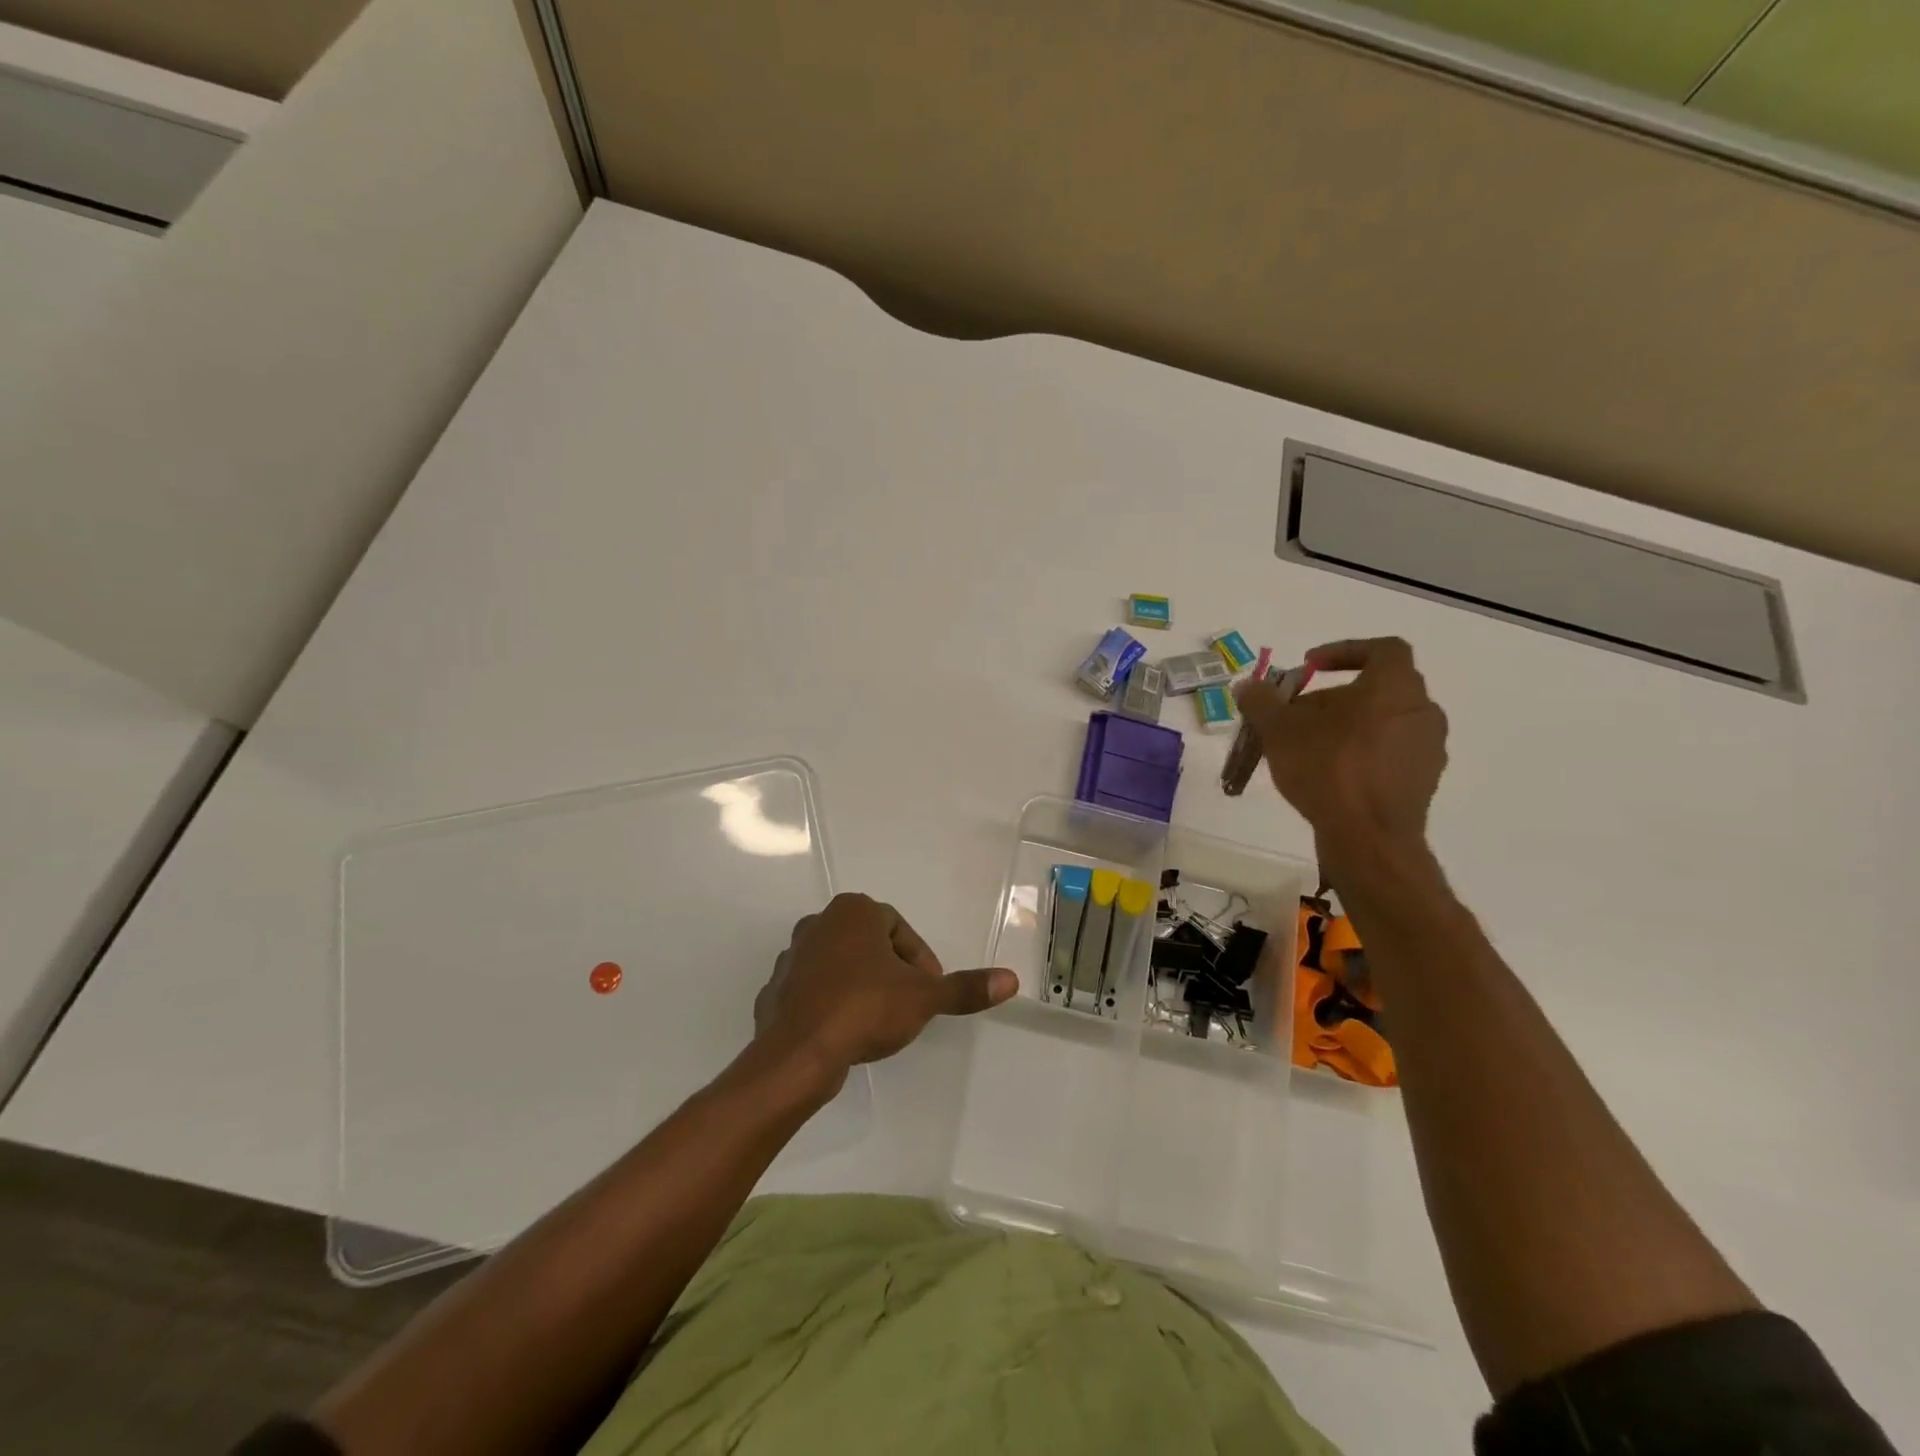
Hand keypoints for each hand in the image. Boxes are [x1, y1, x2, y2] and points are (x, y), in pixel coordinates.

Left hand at [753, 893, 1017, 1077]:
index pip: (898, 928)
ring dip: (860, 985)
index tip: (928, 991)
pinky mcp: (775, 988)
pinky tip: (843, 1032)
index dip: (919, 960)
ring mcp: (792, 955)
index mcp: (854, 911)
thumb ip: (964, 988)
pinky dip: (830, 1003)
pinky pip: (813, 990)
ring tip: (876, 1021)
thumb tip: (1010, 980)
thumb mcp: (923, 997)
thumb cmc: (864, 1009)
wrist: (797, 1053)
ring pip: (840, 965)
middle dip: (891, 971)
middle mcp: (819, 923)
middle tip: (907, 1004)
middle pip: (869, 944)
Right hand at [1235, 637, 1447, 867]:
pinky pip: (1389, 753)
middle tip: (1297, 715)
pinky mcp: (1423, 781)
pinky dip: (1361, 754)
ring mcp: (1427, 748)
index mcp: (1394, 687)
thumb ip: (1261, 701)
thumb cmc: (1327, 769)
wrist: (1369, 838)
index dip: (1345, 651)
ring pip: (1383, 723)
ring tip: (1308, 747)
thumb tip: (1248, 686)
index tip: (1310, 667)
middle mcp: (1421, 710)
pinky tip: (1329, 775)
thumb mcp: (1279, 730)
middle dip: (1334, 698)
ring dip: (1347, 727)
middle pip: (1377, 690)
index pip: (1382, 649)